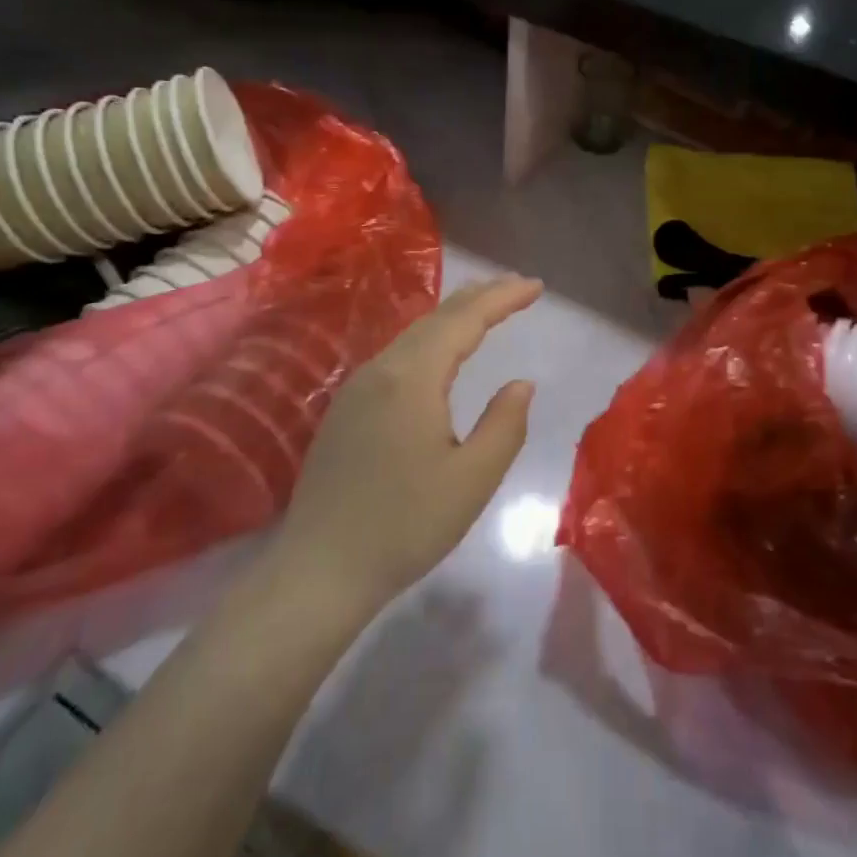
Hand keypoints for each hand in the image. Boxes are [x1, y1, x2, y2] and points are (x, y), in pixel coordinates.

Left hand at [273, 275, 543, 614]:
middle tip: (517, 287)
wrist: (319, 570)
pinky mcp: (346, 409)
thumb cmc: (405, 526)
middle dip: (480, 297)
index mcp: (412, 378)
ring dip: (454, 317)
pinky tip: (440, 353)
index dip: (502, 298)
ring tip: (486, 309)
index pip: (465, 320)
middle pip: (436, 317)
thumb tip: (521, 384)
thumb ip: (505, 425)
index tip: (536, 286)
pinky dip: (431, 340)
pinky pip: (398, 356)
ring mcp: (357, 388)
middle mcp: (381, 369)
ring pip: (414, 334)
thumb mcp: (472, 480)